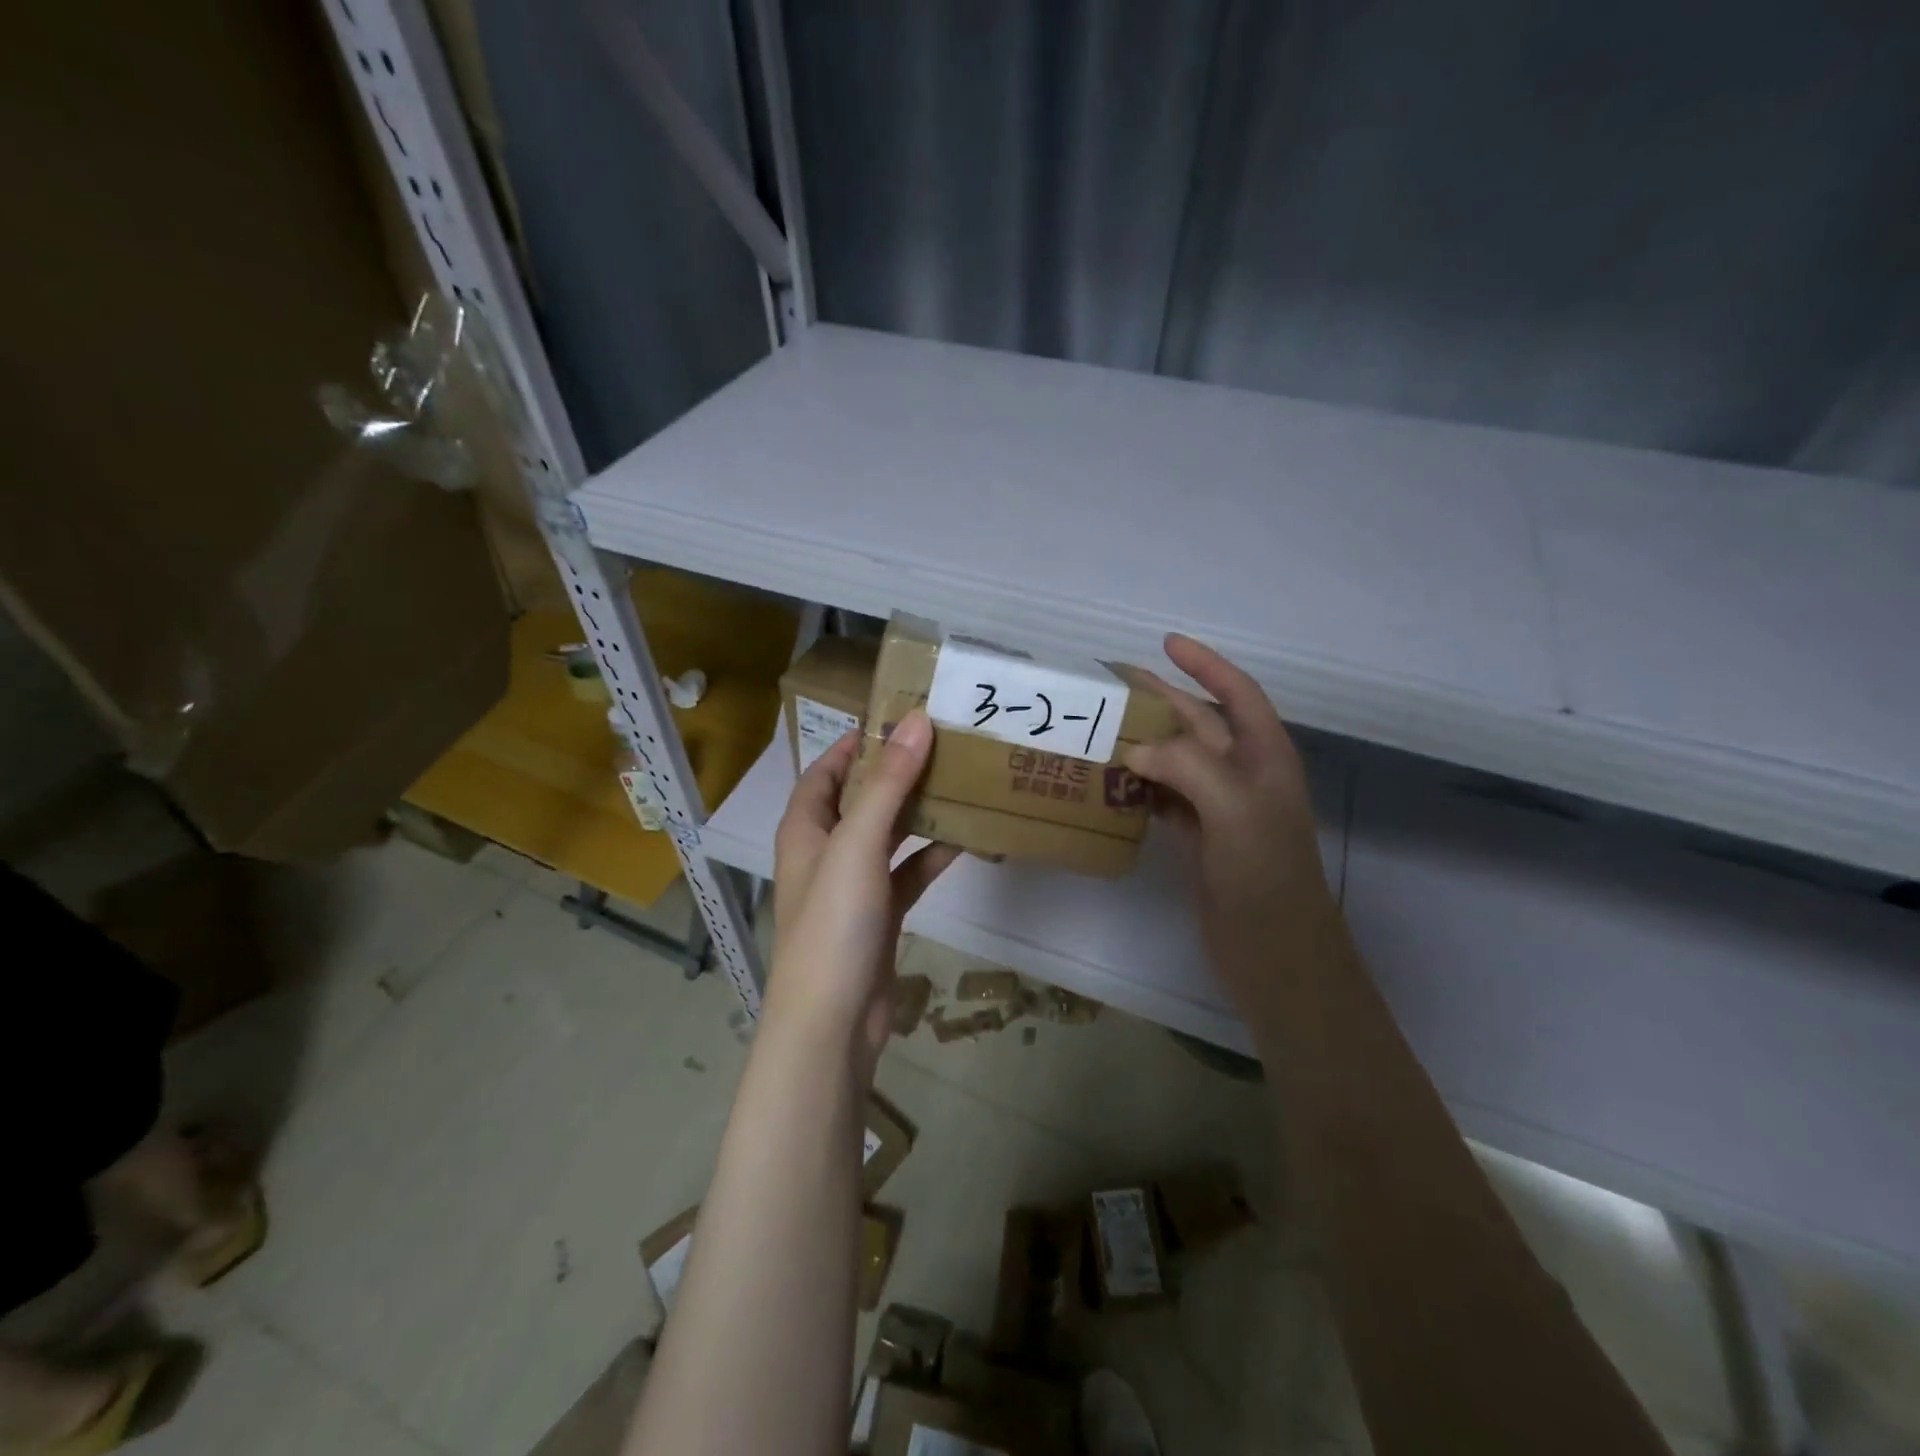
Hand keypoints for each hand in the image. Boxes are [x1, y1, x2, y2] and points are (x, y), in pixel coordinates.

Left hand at [765, 710, 959, 1079]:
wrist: (832, 1021)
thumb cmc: (833, 924)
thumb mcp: (858, 844)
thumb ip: (888, 784)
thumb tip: (916, 722)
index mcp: (806, 828)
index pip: (825, 771)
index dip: (855, 744)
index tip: (898, 718)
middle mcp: (826, 851)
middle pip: (861, 799)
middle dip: (896, 773)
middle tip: (943, 744)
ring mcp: (853, 885)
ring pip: (888, 835)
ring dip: (918, 812)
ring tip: (959, 781)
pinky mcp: (880, 914)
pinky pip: (908, 873)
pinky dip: (931, 856)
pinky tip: (966, 840)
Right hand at [1124, 635, 1345, 1016]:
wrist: (1275, 953)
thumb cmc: (1265, 874)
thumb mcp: (1234, 808)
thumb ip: (1186, 765)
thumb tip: (1134, 749)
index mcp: (1265, 757)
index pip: (1237, 694)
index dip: (1205, 664)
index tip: (1167, 643)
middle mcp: (1243, 776)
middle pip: (1199, 724)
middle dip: (1161, 700)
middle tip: (1111, 685)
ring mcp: (1219, 809)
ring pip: (1176, 761)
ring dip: (1143, 743)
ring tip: (1099, 728)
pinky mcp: (1197, 840)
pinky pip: (1162, 798)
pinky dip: (1137, 786)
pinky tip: (1109, 781)